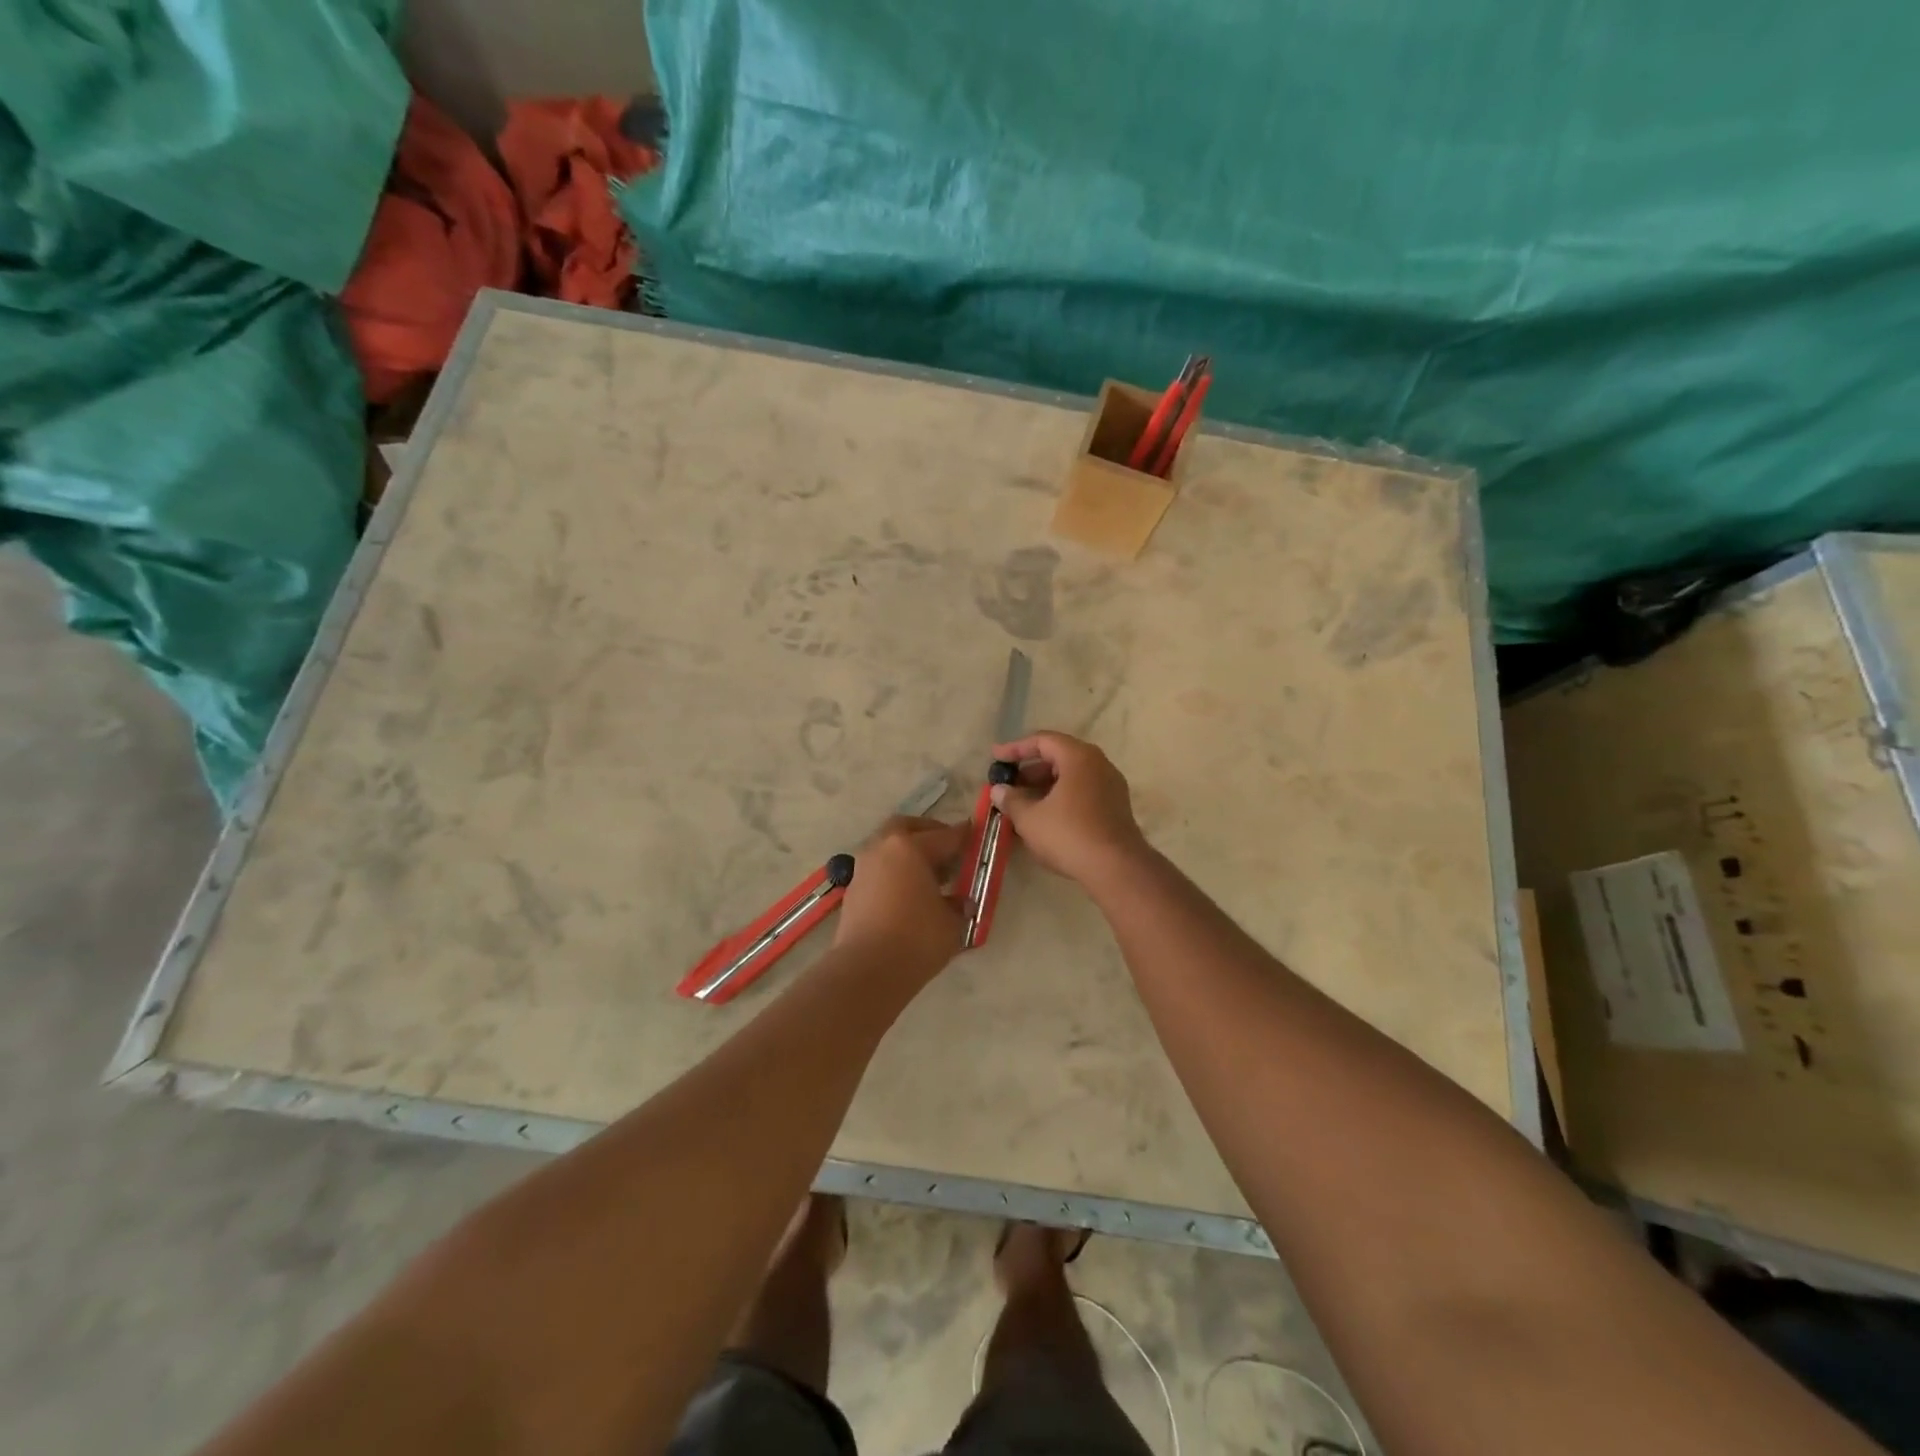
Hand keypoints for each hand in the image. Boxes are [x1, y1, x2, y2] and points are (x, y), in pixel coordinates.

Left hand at [833, 816, 967, 978]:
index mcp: (910, 847)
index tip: (976, 835)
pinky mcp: (853, 890)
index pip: (945, 836)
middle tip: (947, 850)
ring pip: (888, 847)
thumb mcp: (952, 922)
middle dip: (928, 833)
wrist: (867, 971)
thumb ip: (958, 904)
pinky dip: (894, 873)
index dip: (964, 836)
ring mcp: (863, 868)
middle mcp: (883, 848)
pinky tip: (909, 894)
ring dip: (908, 854)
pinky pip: (879, 870)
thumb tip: (959, 900)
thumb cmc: (917, 939)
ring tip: (930, 877)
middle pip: (907, 828)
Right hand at [990, 731, 1149, 888]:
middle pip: (1059, 757)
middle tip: (1008, 785)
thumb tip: (999, 790)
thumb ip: (1011, 800)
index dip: (1015, 748)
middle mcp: (1099, 764)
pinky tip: (1044, 818)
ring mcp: (1111, 786)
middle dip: (1030, 770)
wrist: (1117, 868)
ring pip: (1071, 777)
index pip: (1043, 741)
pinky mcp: (1115, 807)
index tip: (995, 759)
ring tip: (1021, 804)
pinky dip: (1060, 798)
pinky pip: (1082, 792)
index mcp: (1079, 757)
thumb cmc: (1069, 834)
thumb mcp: (1030, 818)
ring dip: (1044, 787)